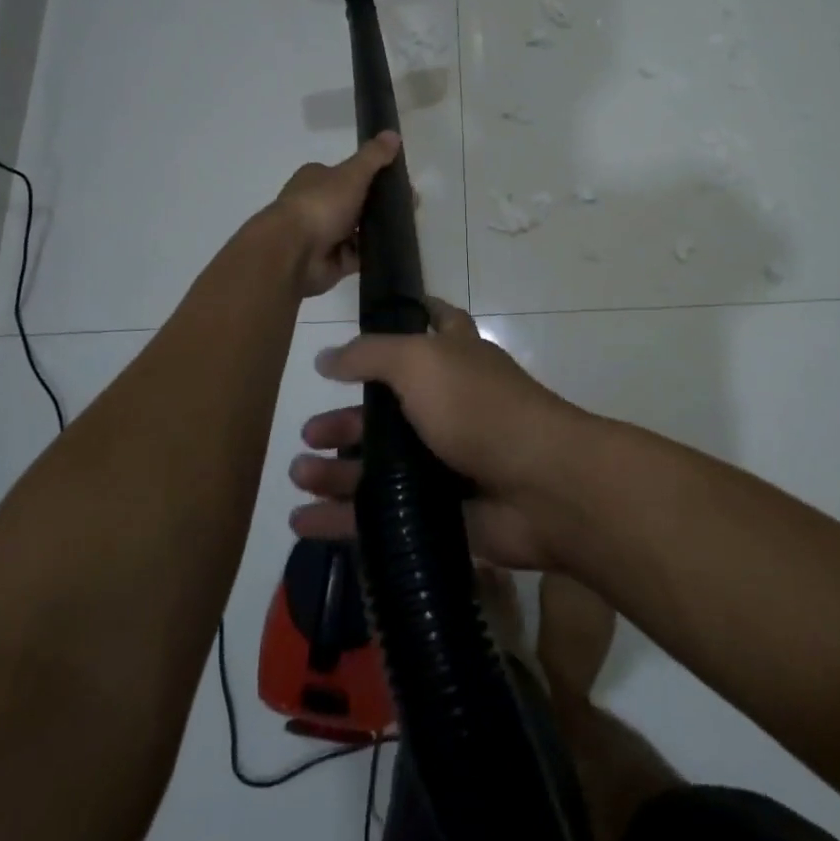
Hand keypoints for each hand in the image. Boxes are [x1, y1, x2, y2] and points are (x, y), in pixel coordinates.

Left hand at [266, 131, 400, 296]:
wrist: (293, 252)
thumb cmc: (320, 205)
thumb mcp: (351, 174)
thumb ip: (374, 156)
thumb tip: (394, 133)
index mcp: (317, 179)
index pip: (348, 174)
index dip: (373, 176)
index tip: (399, 182)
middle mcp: (317, 205)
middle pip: (355, 203)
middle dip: (379, 205)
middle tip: (409, 207)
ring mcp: (323, 236)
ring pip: (358, 231)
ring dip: (378, 230)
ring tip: (407, 228)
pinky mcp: (331, 262)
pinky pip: (358, 256)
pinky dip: (373, 254)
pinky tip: (394, 249)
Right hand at [288, 299, 584, 569]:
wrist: (541, 488)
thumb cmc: (480, 408)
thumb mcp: (421, 362)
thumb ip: (371, 355)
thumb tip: (327, 357)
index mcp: (455, 359)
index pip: (432, 324)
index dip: (404, 319)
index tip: (365, 326)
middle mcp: (451, 406)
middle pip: (388, 410)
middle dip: (346, 420)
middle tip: (308, 434)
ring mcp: (446, 462)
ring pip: (379, 466)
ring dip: (336, 470)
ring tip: (298, 476)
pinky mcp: (439, 513)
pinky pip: (381, 516)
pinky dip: (342, 519)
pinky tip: (304, 521)